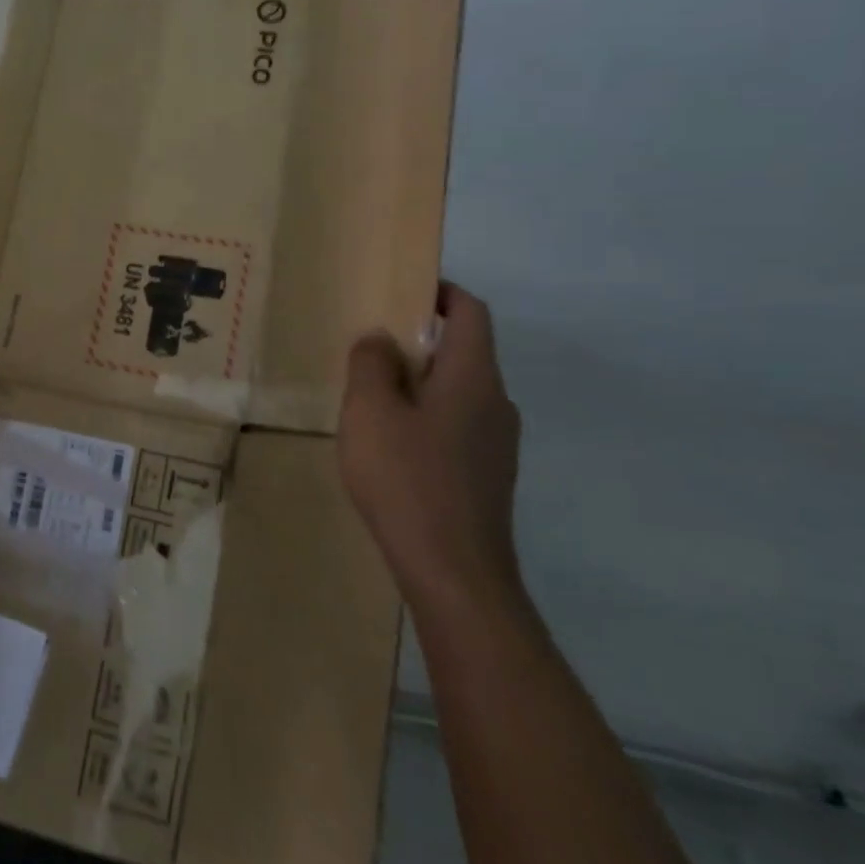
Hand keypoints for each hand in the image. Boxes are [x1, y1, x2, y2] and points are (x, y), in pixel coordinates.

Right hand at [338, 282, 523, 621]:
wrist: (453, 572)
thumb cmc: (407, 479)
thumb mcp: (370, 411)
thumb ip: (371, 364)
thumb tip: (381, 338)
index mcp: (474, 378)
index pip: (471, 313)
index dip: (440, 293)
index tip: (401, 290)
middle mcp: (496, 403)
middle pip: (464, 352)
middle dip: (418, 340)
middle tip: (368, 345)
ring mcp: (496, 444)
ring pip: (457, 392)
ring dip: (418, 382)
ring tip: (369, 396)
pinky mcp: (486, 476)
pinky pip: (454, 426)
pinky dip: (424, 417)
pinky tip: (389, 444)